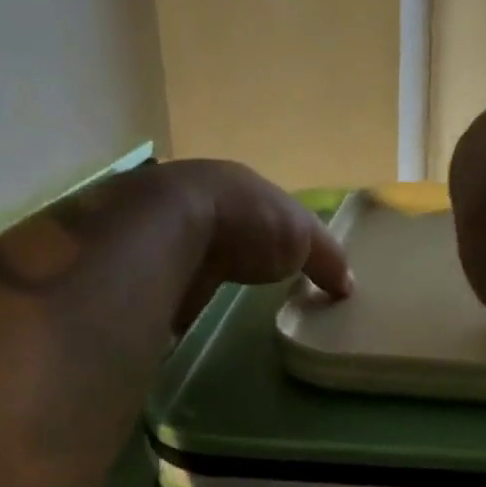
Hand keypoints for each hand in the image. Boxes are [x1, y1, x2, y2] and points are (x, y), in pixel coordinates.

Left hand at [159, 160, 352, 329]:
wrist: (167, 231)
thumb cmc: (245, 222)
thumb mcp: (303, 237)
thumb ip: (327, 258)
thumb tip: (348, 285)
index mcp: (232, 183)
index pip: (257, 204)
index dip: (272, 227)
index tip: (282, 256)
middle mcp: (193, 196)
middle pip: (219, 222)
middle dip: (231, 245)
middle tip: (248, 276)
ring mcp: (160, 225)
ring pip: (186, 245)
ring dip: (198, 263)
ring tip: (213, 294)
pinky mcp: (137, 260)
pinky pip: (163, 274)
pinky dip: (173, 287)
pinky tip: (182, 303)